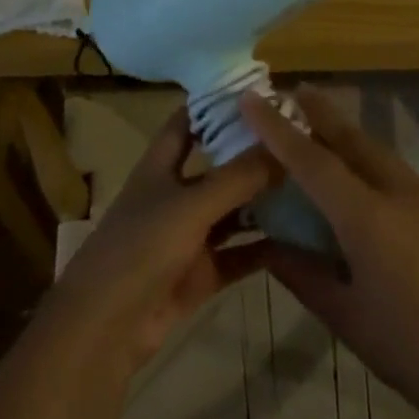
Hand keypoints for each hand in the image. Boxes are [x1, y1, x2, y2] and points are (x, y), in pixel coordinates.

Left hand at [44, 107, 278, 375]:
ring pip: (233, 212)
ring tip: (311, 183)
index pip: (187, 122)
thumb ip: (238, 177)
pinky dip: (265, 247)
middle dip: (253, 154)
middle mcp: (175, 196)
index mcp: (160, 168)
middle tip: (301, 137)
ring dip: (264, 201)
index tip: (258, 90)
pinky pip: (239, 254)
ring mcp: (188, 237)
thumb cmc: (140, 249)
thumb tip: (284, 144)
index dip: (215, 104)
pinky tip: (303, 237)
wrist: (106, 328)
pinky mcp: (201, 273)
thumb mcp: (191, 206)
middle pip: (218, 167)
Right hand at [240, 86, 418, 418]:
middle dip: (320, 112)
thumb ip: (301, 273)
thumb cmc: (409, 351)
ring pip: (378, 152)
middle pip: (353, 140)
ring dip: (346, 134)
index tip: (251, 98)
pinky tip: (358, 174)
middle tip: (291, 91)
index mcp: (369, 219)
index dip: (277, 129)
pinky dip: (368, 160)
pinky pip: (396, 172)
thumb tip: (268, 246)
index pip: (313, 161)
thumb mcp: (344, 316)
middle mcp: (400, 194)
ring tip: (319, 126)